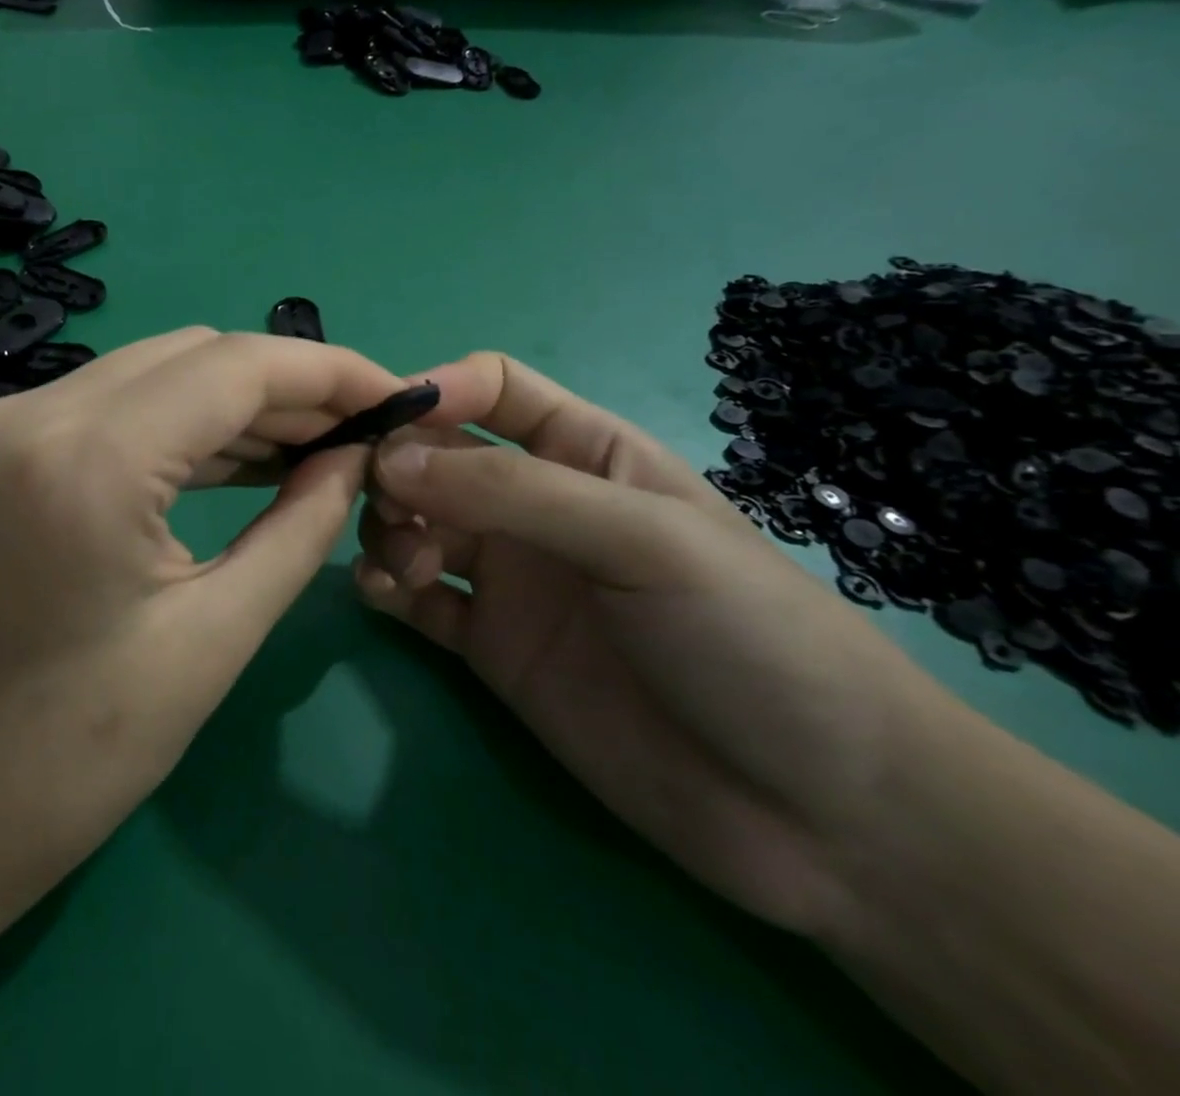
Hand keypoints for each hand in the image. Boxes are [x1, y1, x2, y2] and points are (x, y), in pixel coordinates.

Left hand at [0, 328, 405, 917]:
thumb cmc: (83, 751)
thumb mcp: (217, 634)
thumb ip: (303, 524)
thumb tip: (356, 455)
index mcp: (88, 461)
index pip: (235, 367)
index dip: (329, 371)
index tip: (397, 395)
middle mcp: (33, 413)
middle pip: (194, 354)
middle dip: (287, 384)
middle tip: (358, 431)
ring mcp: (3, 422)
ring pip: (154, 370)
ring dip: (237, 401)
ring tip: (314, 445)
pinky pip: (114, 404)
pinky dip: (182, 422)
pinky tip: (241, 455)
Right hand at [353, 352, 946, 936]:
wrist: (819, 813)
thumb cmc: (748, 635)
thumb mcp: (641, 537)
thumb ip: (513, 491)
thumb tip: (390, 459)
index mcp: (587, 453)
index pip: (495, 390)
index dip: (438, 390)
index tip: (385, 421)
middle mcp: (537, 507)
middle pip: (438, 456)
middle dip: (398, 467)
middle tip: (384, 504)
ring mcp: (511, 578)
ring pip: (416, 523)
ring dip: (389, 528)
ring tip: (406, 565)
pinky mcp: (489, 645)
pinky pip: (416, 598)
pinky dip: (385, 586)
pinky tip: (384, 595)